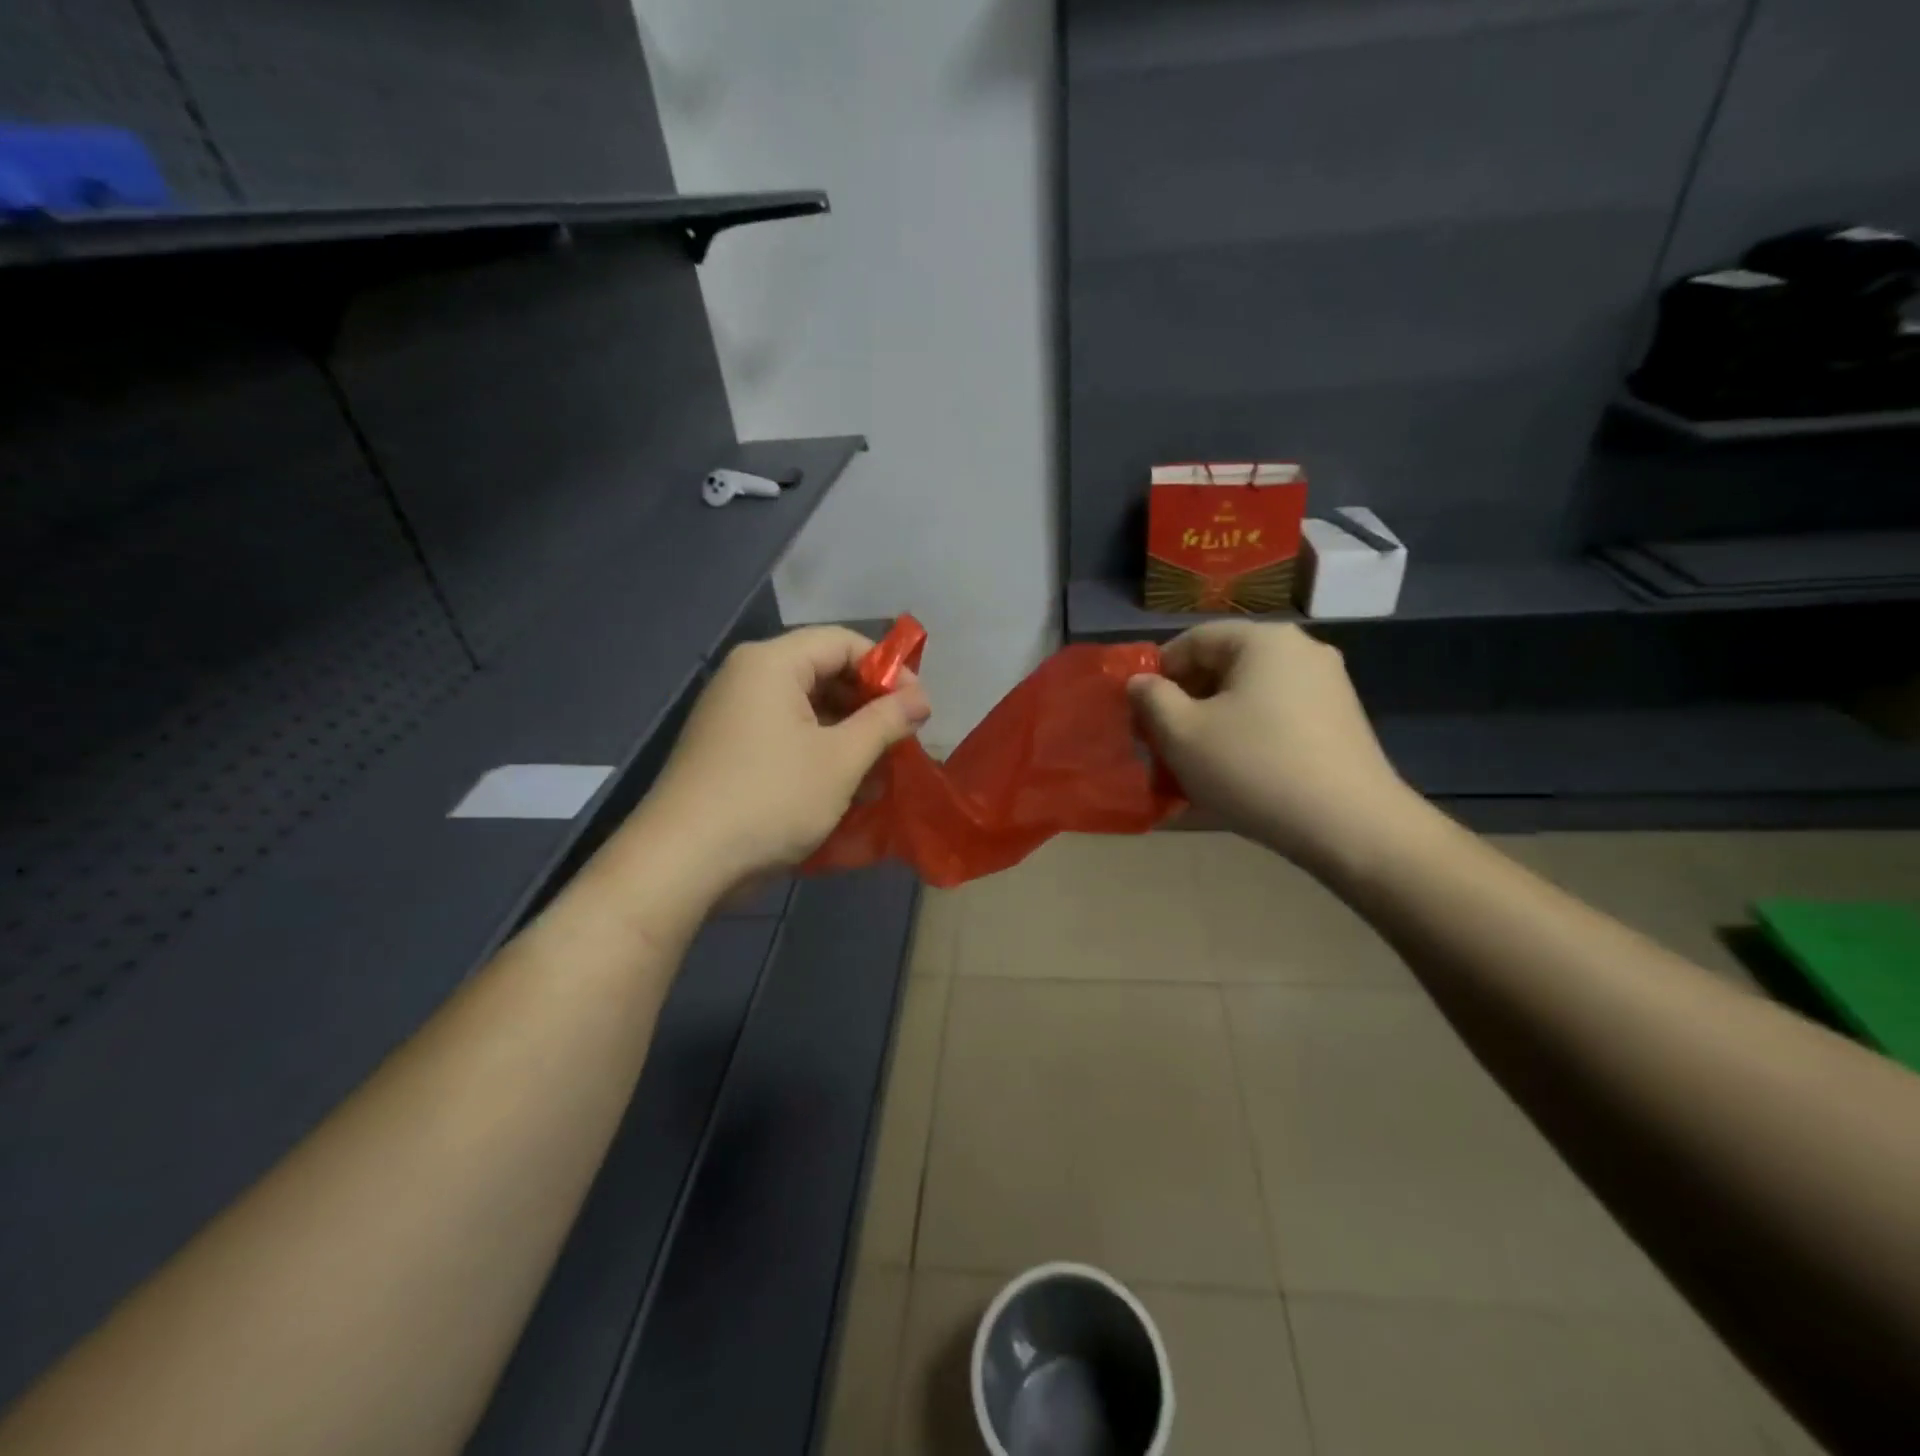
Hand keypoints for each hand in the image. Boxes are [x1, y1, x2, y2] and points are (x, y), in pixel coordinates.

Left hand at [639, 626, 930, 884]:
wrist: (683, 862)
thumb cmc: (771, 798)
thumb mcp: (840, 760)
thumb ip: (885, 722)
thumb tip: (921, 698)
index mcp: (771, 663)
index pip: (843, 642)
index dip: (889, 669)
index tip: (918, 707)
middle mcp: (748, 678)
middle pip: (825, 672)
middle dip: (870, 706)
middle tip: (903, 740)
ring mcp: (735, 715)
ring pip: (808, 709)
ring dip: (850, 735)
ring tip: (881, 772)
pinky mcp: (730, 750)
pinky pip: (787, 736)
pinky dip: (821, 753)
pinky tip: (847, 788)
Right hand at [1128, 621, 1418, 872]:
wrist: (1351, 827)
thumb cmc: (1254, 769)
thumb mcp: (1183, 734)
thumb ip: (1152, 699)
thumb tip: (1141, 684)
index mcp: (1264, 640)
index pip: (1193, 641)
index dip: (1157, 675)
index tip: (1139, 716)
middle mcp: (1301, 651)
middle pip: (1223, 667)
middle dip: (1184, 703)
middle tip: (1161, 744)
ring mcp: (1327, 687)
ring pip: (1248, 696)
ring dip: (1213, 724)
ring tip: (1193, 766)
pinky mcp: (1340, 723)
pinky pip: (1276, 718)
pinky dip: (1247, 737)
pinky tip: (1235, 775)